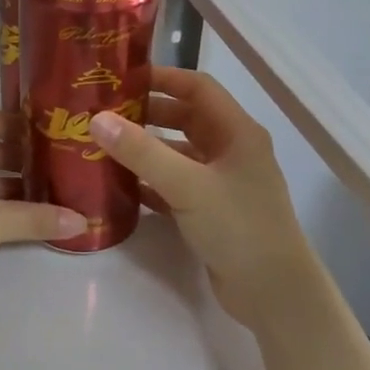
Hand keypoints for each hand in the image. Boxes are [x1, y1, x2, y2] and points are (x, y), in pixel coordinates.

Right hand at [88, 67, 317, 326]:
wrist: (272, 292)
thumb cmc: (238, 227)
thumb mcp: (188, 185)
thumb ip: (142, 152)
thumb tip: (97, 119)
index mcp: (237, 132)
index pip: (198, 88)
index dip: (162, 78)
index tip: (121, 79)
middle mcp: (232, 151)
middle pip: (186, 119)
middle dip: (147, 114)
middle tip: (105, 114)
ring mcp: (223, 182)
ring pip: (179, 154)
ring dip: (146, 149)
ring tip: (105, 147)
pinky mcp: (212, 211)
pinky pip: (176, 185)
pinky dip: (151, 182)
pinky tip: (122, 187)